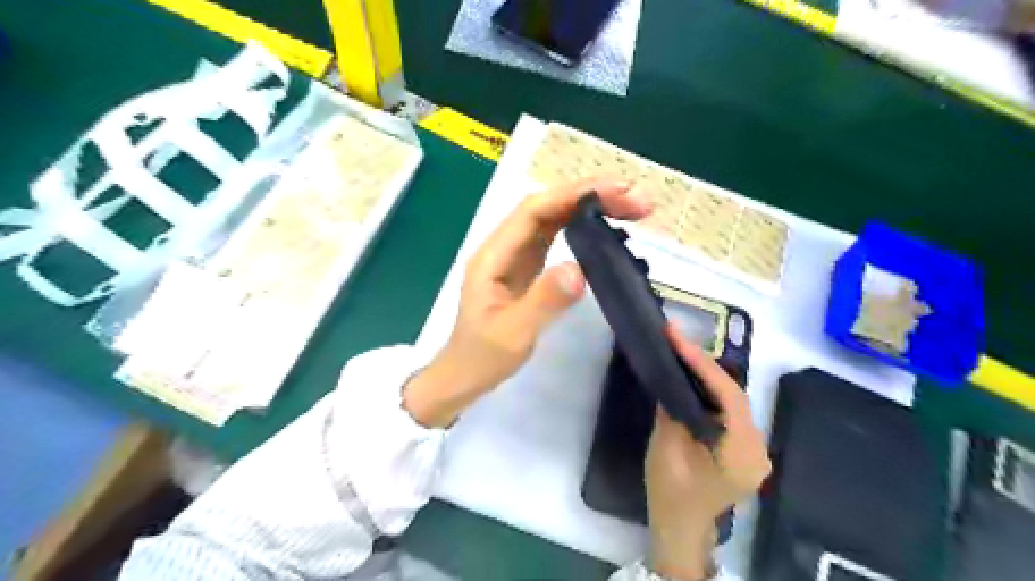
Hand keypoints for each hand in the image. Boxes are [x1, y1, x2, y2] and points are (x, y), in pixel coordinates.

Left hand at [401, 176, 648, 426]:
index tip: (615, 191)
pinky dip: (580, 228)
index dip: (572, 195)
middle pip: (546, 208)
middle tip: (635, 200)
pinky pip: (554, 238)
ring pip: (552, 220)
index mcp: (493, 255)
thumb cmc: (482, 357)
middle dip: (588, 196)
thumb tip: (580, 270)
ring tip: (628, 208)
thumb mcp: (513, 333)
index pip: (533, 211)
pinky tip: (602, 229)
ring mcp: (515, 257)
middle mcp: (503, 248)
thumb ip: (543, 300)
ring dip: (587, 208)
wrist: (464, 375)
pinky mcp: (526, 269)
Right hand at [644, 326, 767, 576]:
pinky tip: (694, 381)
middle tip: (677, 341)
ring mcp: (756, 451)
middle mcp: (758, 449)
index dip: (703, 363)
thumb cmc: (670, 494)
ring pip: (733, 403)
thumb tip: (673, 378)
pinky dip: (712, 394)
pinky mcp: (746, 451)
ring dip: (709, 378)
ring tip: (683, 354)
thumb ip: (672, 410)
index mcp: (741, 453)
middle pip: (734, 396)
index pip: (728, 396)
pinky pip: (731, 413)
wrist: (680, 528)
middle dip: (705, 365)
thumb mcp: (665, 450)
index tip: (677, 338)